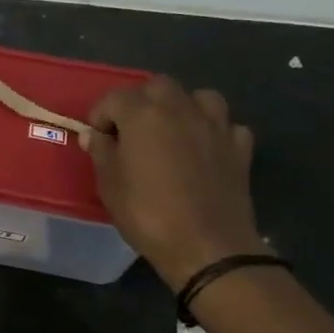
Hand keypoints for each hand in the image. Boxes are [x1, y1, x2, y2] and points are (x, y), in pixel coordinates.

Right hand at [86, 77, 265, 288]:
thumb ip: (101, 152)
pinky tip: (204, 149)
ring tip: (172, 131)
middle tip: (131, 130)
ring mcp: (215, 126)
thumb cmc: (147, 213)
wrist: (206, 246)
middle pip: (158, 86)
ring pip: (199, 97)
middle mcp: (181, 109)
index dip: (100, 116)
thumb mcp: (109, 184)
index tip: (97, 138)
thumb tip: (94, 135)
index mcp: (143, 115)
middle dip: (140, 101)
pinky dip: (213, 131)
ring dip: (182, 107)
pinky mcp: (239, 147)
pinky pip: (226, 125)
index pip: (114, 98)